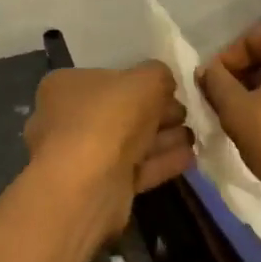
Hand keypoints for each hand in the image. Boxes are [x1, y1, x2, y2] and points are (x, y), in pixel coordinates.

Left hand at [23, 63, 195, 242]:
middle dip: (157, 112)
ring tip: (194, 136)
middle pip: (121, 111)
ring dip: (163, 138)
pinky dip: (161, 161)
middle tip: (186, 113)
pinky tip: (189, 157)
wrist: (88, 185)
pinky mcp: (100, 187)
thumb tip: (163, 82)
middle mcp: (68, 119)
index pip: (108, 78)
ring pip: (130, 142)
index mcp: (66, 86)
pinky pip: (135, 168)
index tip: (170, 89)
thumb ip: (159, 74)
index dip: (141, 82)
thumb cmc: (109, 118)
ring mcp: (82, 156)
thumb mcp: (145, 80)